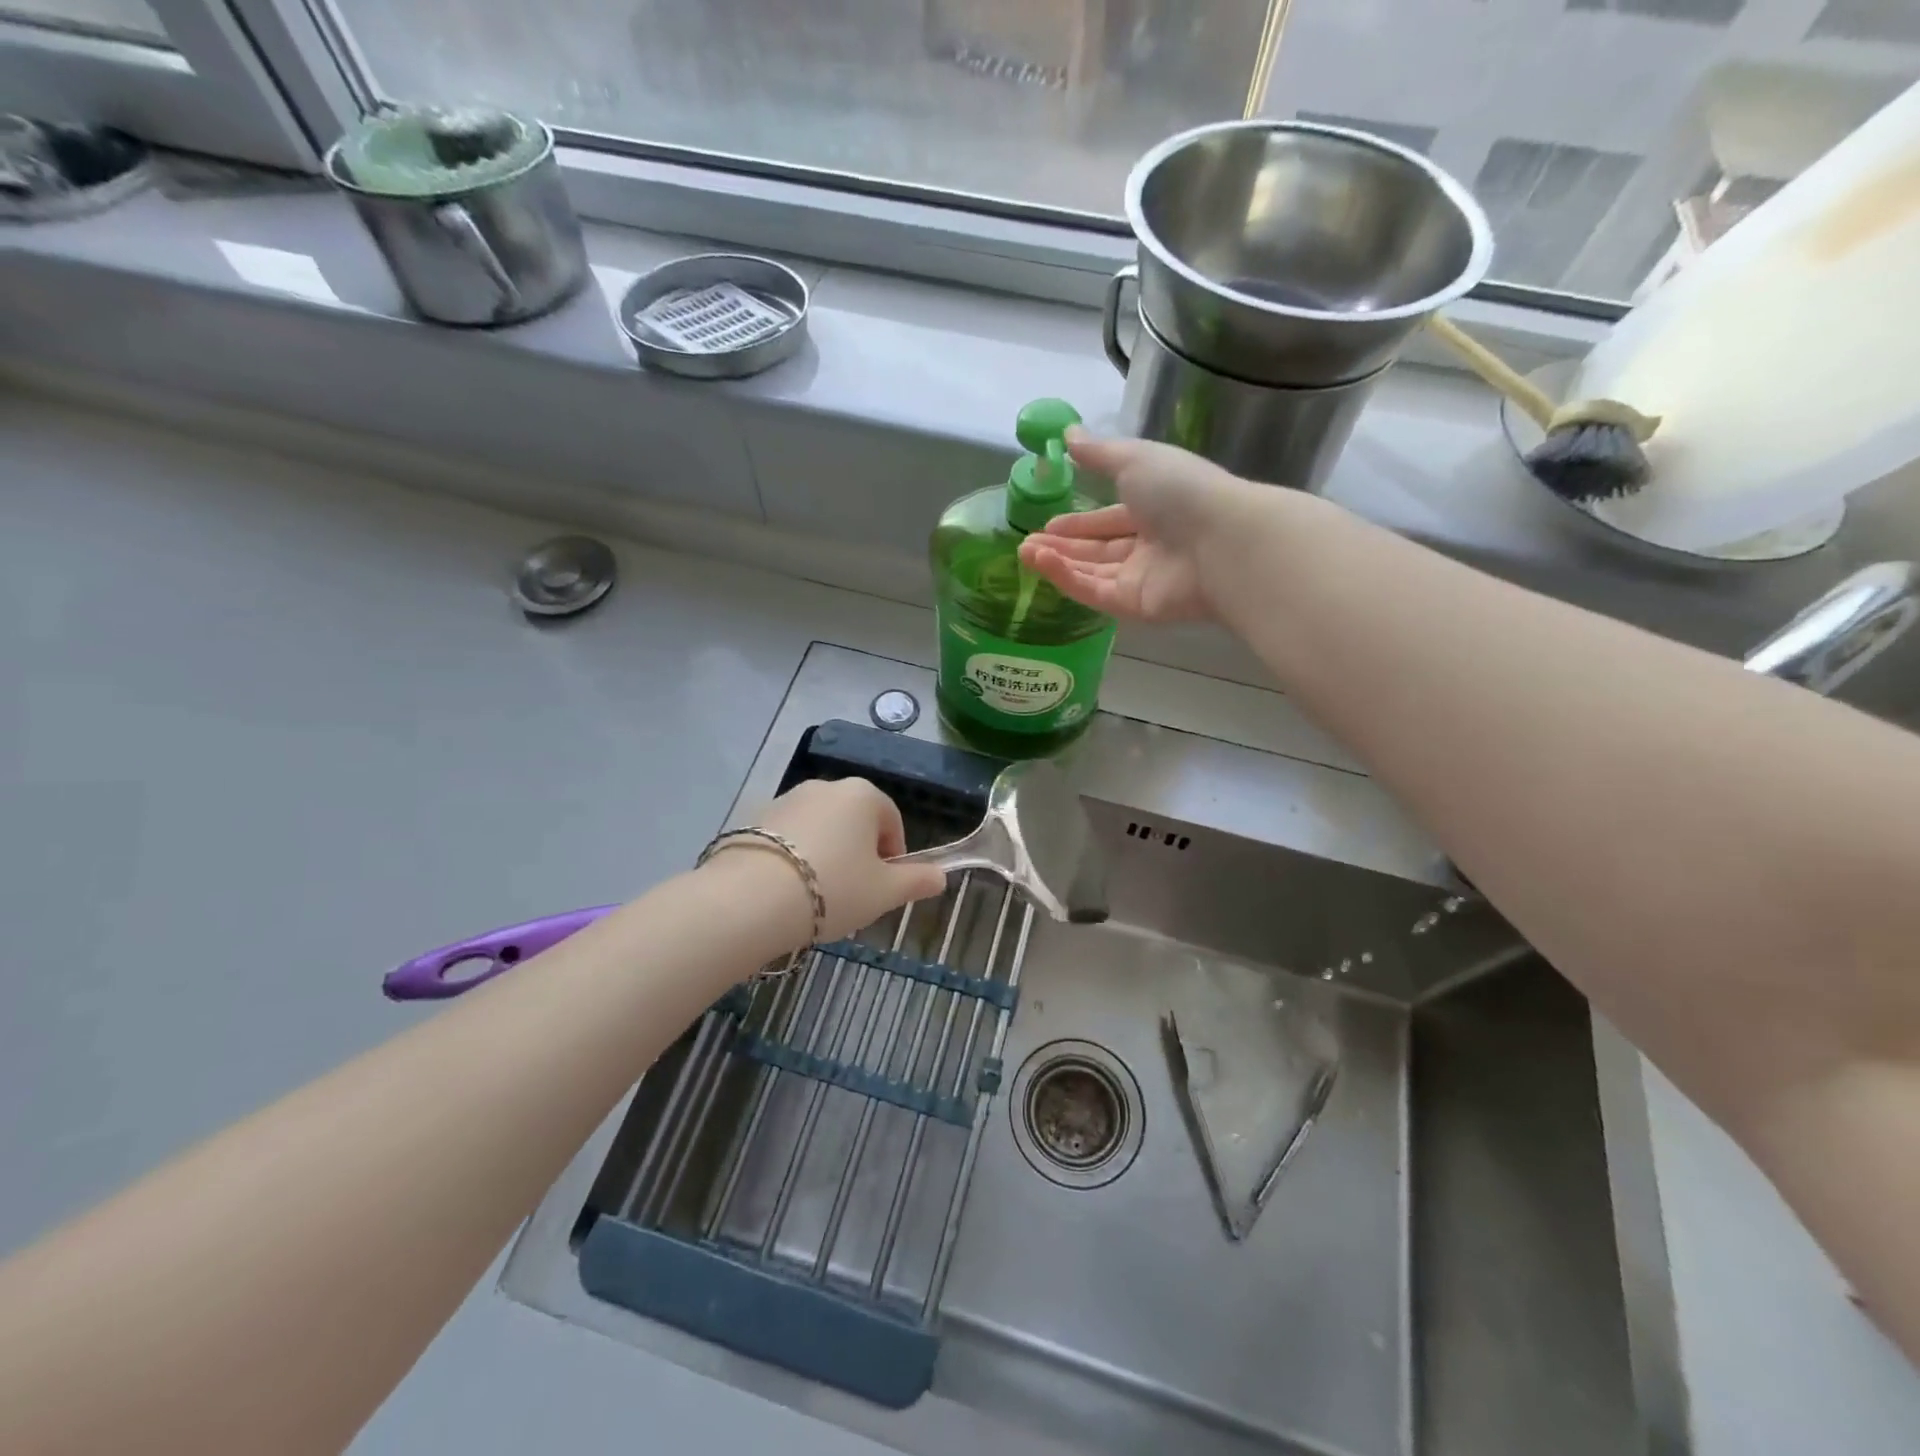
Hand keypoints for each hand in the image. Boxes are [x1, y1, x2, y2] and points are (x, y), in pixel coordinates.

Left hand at [740, 778, 948, 942]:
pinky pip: (786, 838)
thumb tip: (941, 876)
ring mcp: (785, 799)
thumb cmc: (833, 889)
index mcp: (862, 795)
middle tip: (852, 895)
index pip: (891, 821)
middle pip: (854, 821)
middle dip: (858, 854)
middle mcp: (824, 787)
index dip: (894, 856)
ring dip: (826, 855)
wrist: (750, 899)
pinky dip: (793, 857)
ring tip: (816, 897)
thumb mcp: (885, 892)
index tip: (884, 888)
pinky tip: (786, 891)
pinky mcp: (752, 819)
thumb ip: (916, 881)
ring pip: (819, 829)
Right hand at [1017, 432, 1268, 623]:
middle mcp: (1149, 546)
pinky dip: (1067, 578)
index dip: (1080, 522)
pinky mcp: (1134, 606)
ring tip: (1025, 551)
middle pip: (1098, 550)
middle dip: (1063, 546)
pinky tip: (1041, 563)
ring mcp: (1142, 579)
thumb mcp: (1134, 459)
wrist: (1219, 541)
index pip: (1110, 520)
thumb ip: (1099, 452)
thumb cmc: (1180, 491)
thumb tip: (1069, 433)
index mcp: (1155, 509)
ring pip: (1092, 572)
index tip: (1047, 523)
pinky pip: (1094, 592)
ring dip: (1058, 562)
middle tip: (1027, 542)